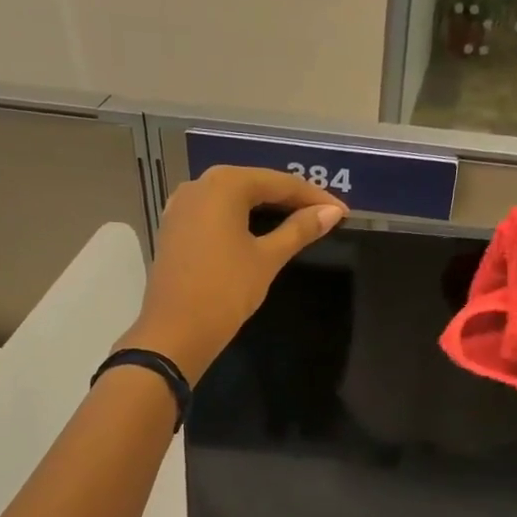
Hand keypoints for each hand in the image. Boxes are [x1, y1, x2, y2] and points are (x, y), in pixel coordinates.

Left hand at [117, 166, 345, 381]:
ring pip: (233, 198)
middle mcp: (199, 184)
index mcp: (224, 184)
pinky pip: (215, 214)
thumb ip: (299, 230)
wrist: (175, 333)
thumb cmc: (225, 291)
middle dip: (290, 199)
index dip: (313, 197)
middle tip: (324, 216)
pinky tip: (259, 232)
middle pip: (254, 185)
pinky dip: (240, 220)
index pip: (278, 183)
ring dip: (265, 208)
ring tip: (298, 222)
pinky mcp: (174, 228)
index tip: (342, 213)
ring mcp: (181, 206)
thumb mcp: (267, 259)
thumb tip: (331, 213)